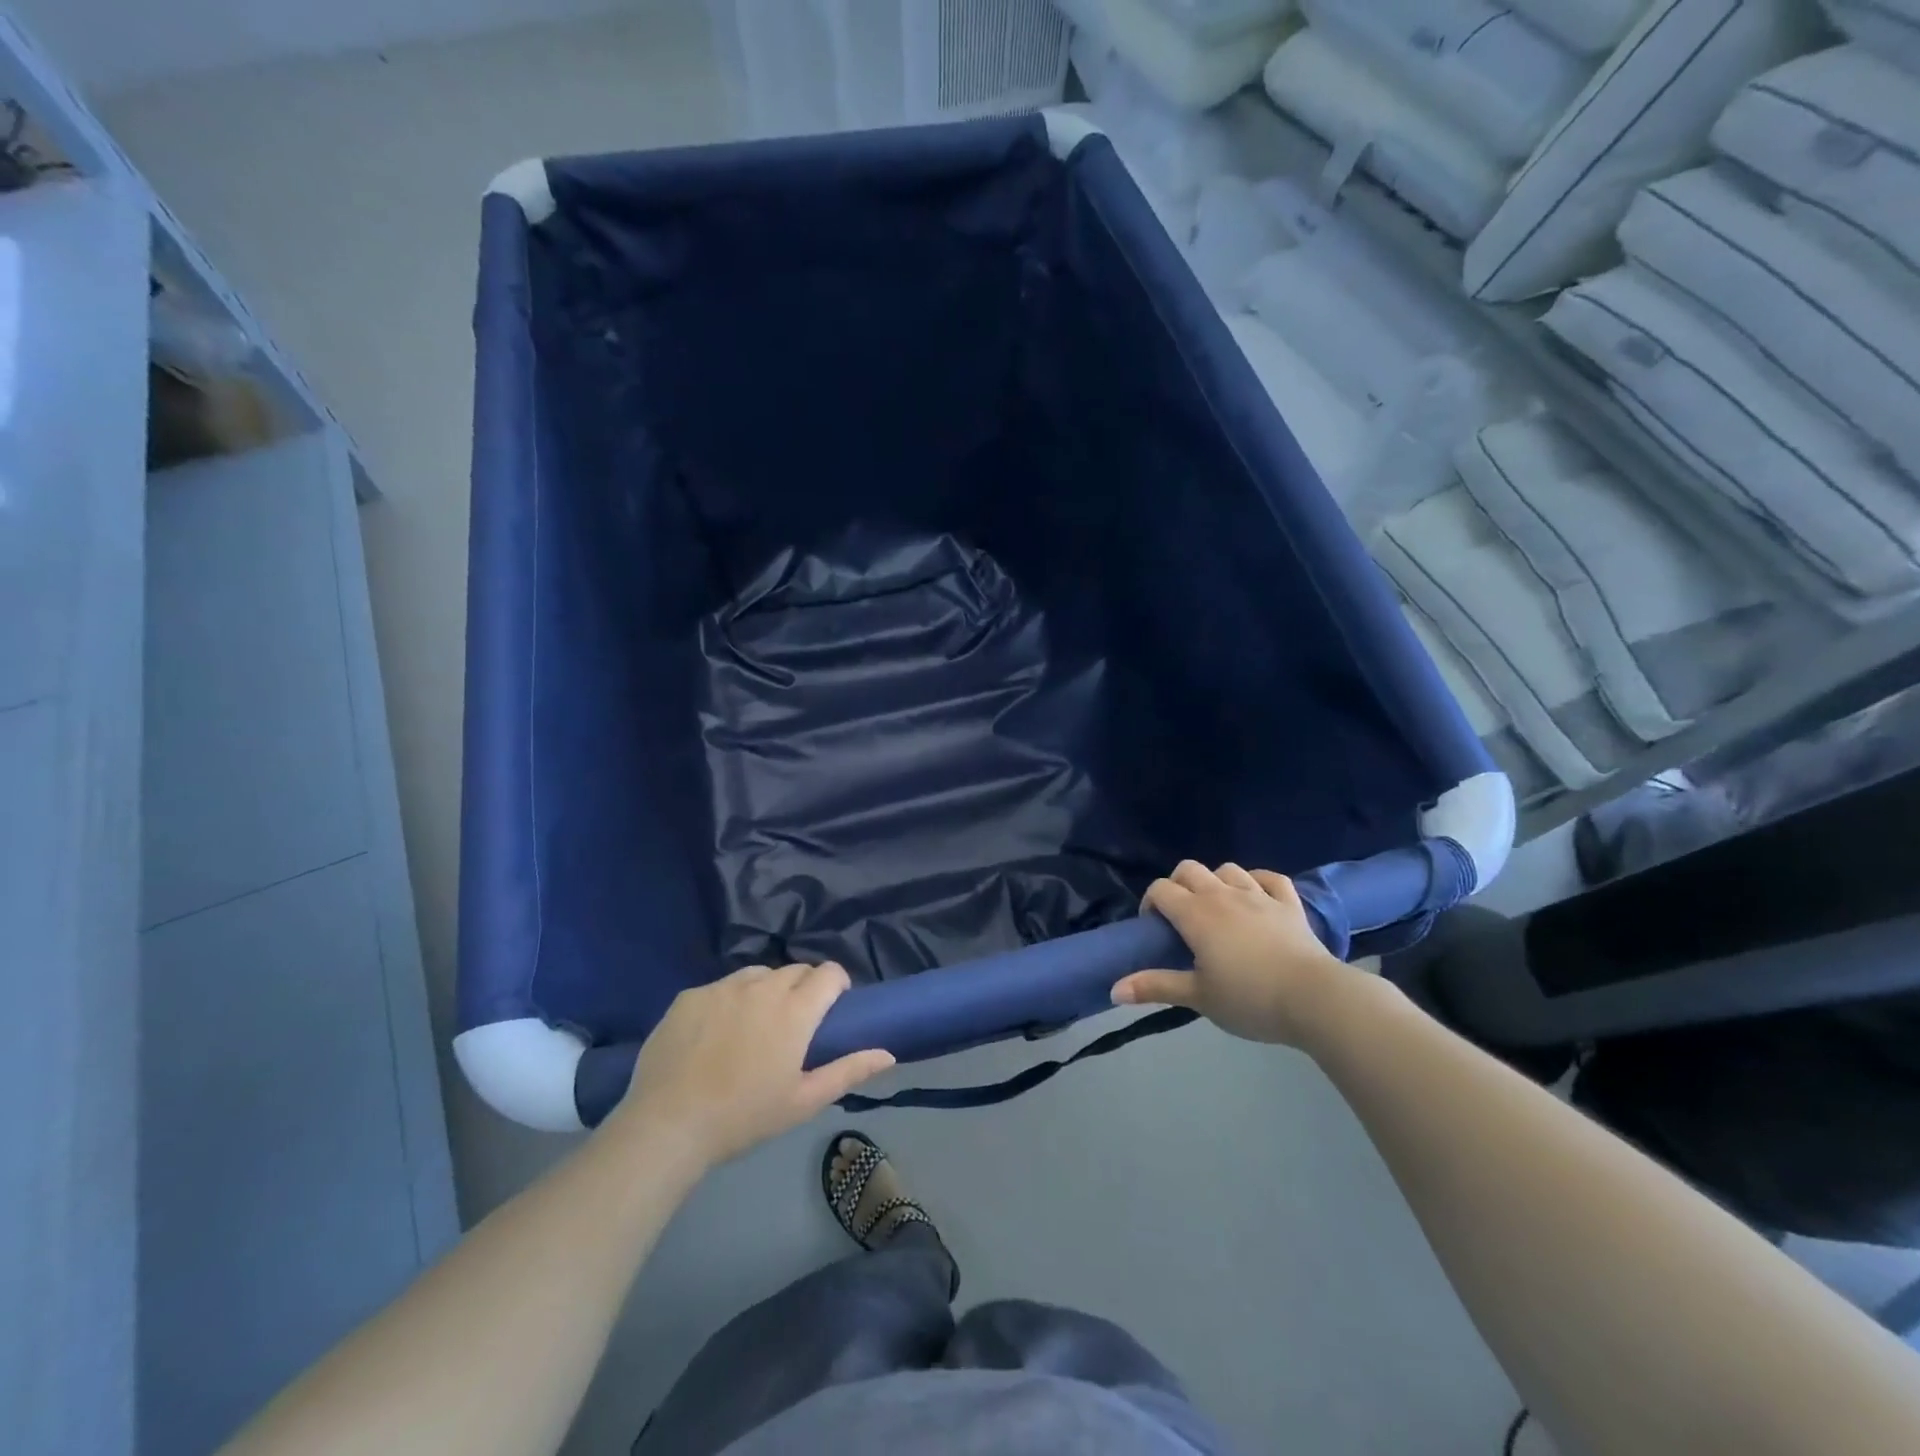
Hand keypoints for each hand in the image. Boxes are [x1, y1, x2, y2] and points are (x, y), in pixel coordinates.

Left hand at [618, 963, 893, 1166]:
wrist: (669, 1125)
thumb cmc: (745, 1117)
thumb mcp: (803, 1101)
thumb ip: (849, 1070)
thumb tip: (889, 1054)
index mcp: (795, 1010)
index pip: (829, 972)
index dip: (836, 985)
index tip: (831, 1008)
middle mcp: (762, 987)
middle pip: (795, 970)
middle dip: (803, 988)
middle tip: (793, 1024)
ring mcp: (723, 988)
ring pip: (757, 975)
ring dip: (766, 990)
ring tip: (754, 1025)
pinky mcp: (690, 995)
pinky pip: (720, 987)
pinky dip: (728, 1001)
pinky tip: (715, 1034)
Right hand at [1111, 861, 1353, 1046]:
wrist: (1314, 999)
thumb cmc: (1249, 999)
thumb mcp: (1198, 997)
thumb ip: (1156, 987)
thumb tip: (1114, 990)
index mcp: (1196, 914)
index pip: (1161, 889)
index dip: (1150, 902)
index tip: (1154, 928)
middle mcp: (1223, 895)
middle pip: (1189, 869)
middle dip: (1177, 884)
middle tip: (1180, 916)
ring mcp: (1259, 895)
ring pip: (1228, 869)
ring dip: (1216, 881)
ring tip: (1217, 907)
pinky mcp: (1290, 904)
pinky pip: (1271, 878)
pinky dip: (1259, 881)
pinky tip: (1256, 894)